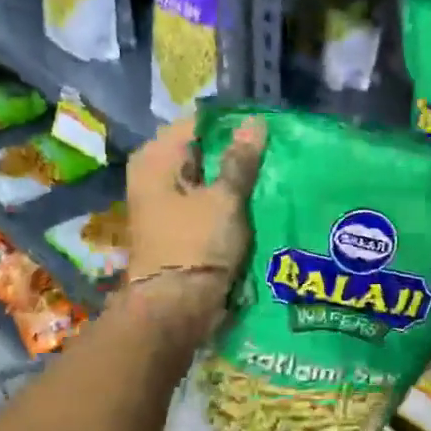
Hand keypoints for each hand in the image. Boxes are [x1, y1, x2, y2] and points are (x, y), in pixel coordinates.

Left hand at [123, 114, 265, 331]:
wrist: (176, 307)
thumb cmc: (196, 244)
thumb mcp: (225, 199)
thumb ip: (241, 161)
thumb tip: (255, 123)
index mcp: (155, 158)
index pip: (199, 124)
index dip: (233, 125)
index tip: (268, 131)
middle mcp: (154, 176)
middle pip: (202, 152)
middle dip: (236, 154)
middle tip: (276, 154)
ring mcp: (165, 205)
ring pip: (207, 181)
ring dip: (235, 182)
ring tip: (273, 177)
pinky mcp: (178, 229)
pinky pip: (207, 205)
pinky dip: (228, 204)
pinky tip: (257, 204)